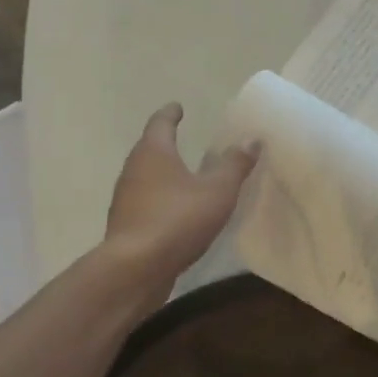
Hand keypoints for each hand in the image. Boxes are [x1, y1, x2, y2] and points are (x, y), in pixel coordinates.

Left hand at [105, 104, 257, 290]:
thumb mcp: (217, 191)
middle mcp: (133, 170)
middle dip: (166, 144)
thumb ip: (234, 165)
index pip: (161, 123)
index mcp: (153, 152)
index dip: (171, 114)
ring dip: (163, 174)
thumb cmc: (178, 219)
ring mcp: (126, 199)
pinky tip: (177, 212)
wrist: (136, 268)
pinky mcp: (126, 225)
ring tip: (185, 176)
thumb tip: (251, 140)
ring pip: (146, 178)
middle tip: (185, 140)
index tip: (178, 107)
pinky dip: (161, 200)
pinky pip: (146, 203)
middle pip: (149, 149)